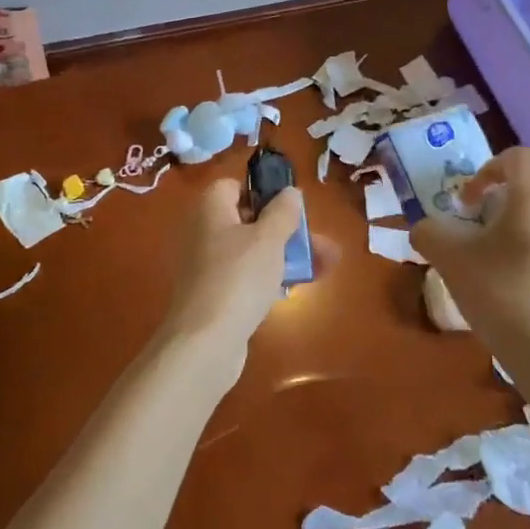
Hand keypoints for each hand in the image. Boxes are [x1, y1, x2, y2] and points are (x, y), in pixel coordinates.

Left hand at [156, 177, 302, 383]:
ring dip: (286, 255)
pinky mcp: (213, 296)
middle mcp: (203, 233)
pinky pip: (245, 278)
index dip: (262, 192)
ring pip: (252, 252)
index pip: (233, 186)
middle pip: (248, 221)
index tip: (290, 208)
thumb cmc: (238, 278)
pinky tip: (296, 289)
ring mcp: (206, 267)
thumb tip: (289, 191)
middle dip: (288, 231)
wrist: (205, 342)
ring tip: (327, 266)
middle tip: (322, 244)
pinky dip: (269, 279)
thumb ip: (283, 212)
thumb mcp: (268, 239)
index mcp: (210, 210)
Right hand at [410, 147, 529, 367]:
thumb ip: (428, 232)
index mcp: (529, 201)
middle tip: (486, 211)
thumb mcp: (447, 259)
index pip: (519, 157)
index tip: (468, 201)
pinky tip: (514, 269)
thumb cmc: (496, 294)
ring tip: (497, 242)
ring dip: (525, 210)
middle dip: (512, 184)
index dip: (487, 168)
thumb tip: (426, 228)